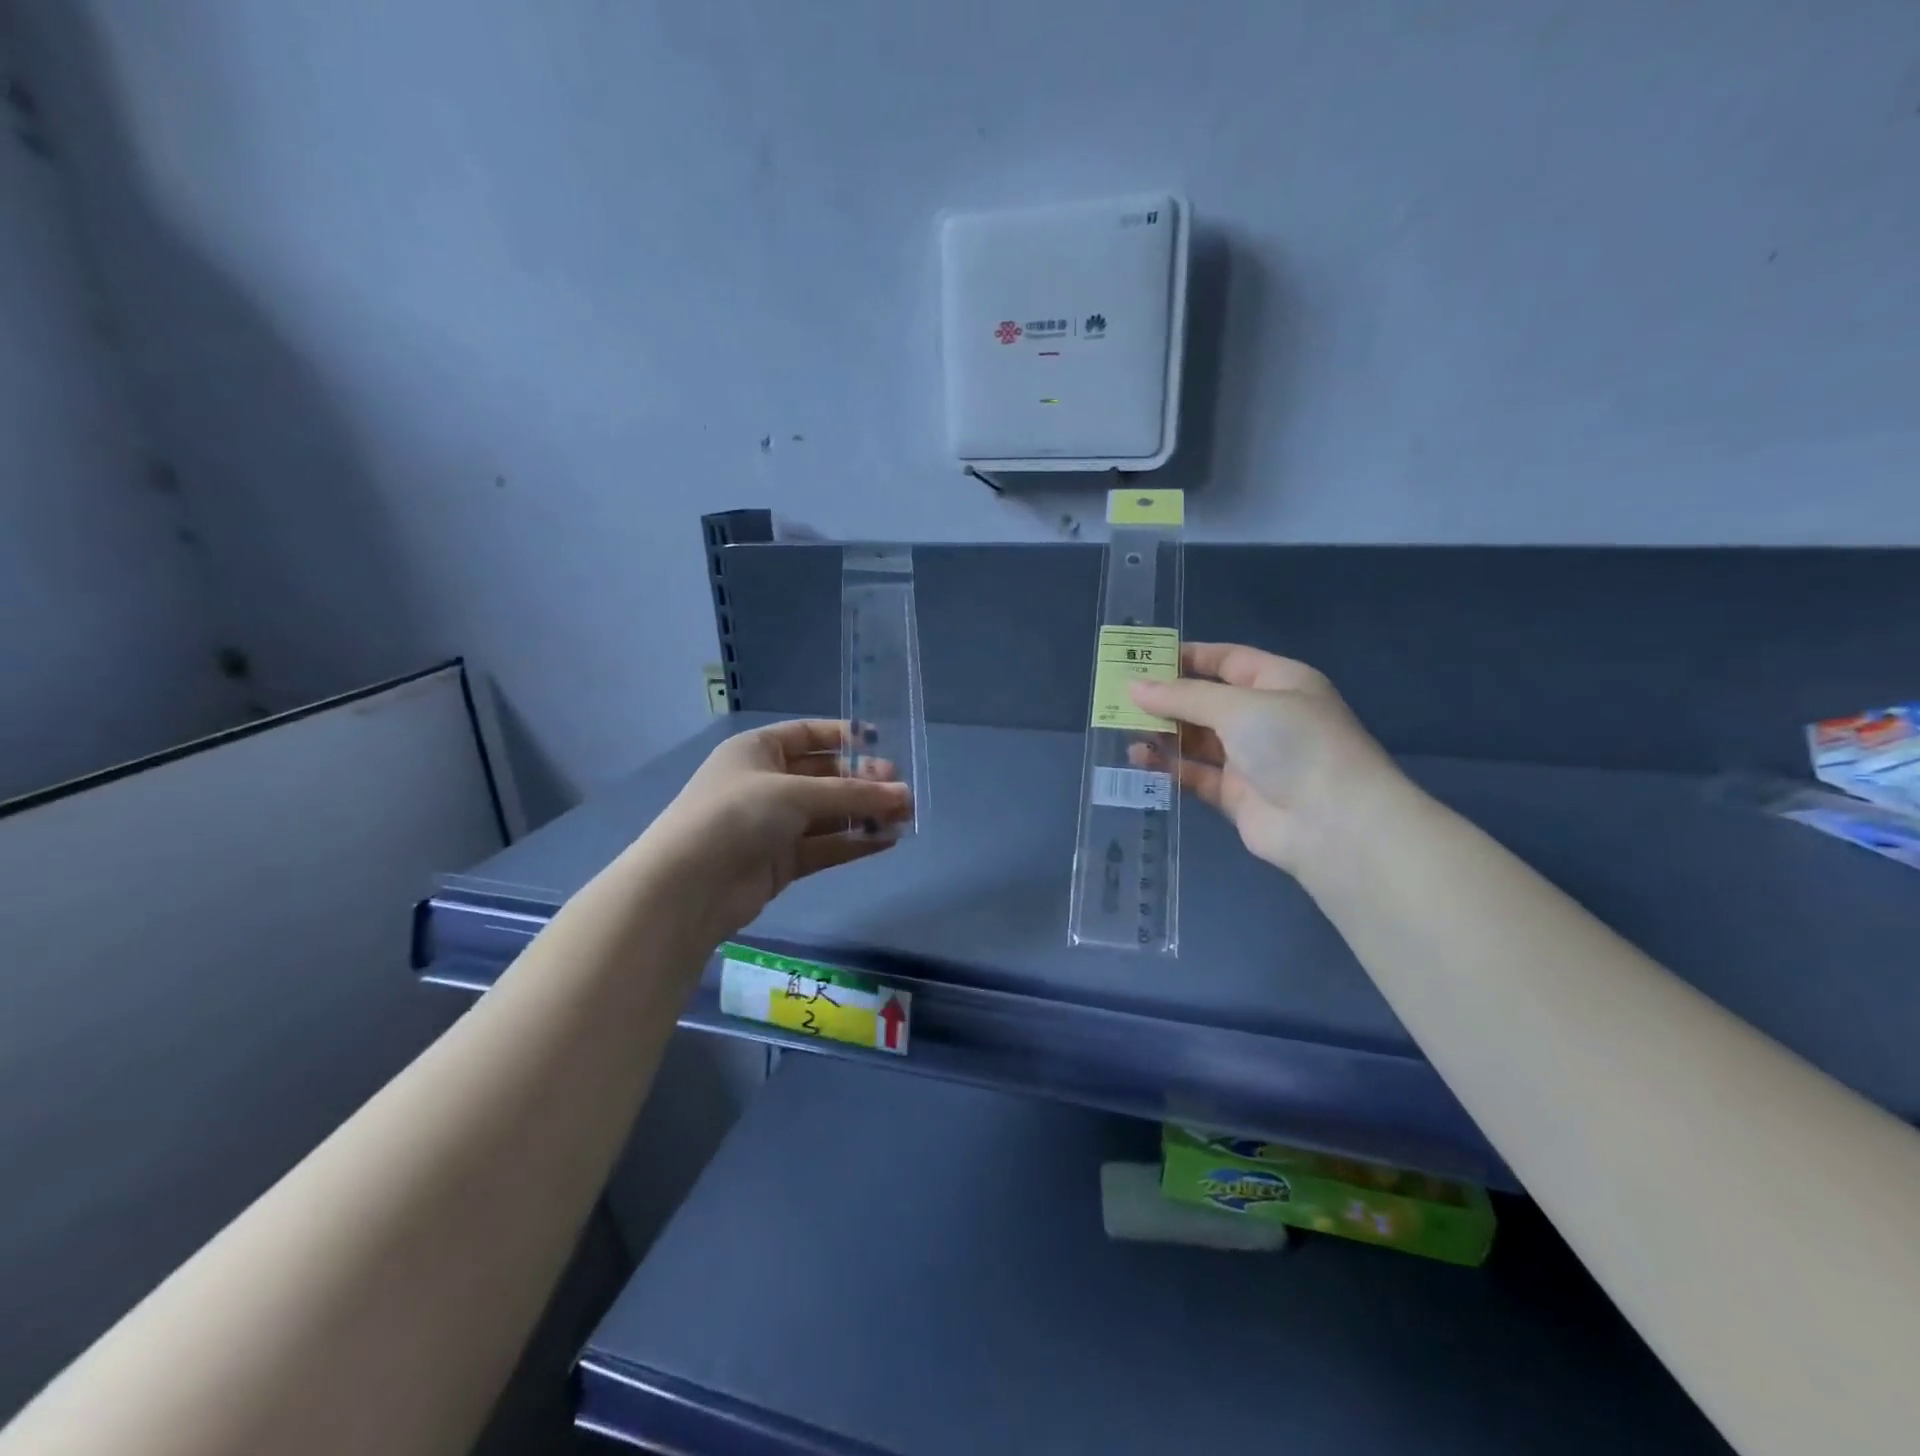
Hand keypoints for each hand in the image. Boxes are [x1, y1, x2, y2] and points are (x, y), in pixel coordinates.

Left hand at [642, 720, 912, 939]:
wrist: (688, 886)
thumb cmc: (737, 814)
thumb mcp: (796, 793)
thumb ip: (853, 795)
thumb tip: (904, 795)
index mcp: (757, 751)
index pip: (807, 735)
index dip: (843, 737)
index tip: (881, 743)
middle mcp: (766, 784)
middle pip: (824, 777)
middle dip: (863, 782)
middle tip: (900, 791)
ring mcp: (773, 825)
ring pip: (828, 814)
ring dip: (864, 814)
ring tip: (905, 816)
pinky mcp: (781, 862)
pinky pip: (825, 845)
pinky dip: (854, 842)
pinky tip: (887, 840)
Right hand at [1129, 643, 1399, 875]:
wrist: (1332, 823)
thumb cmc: (1292, 743)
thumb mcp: (1238, 706)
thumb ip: (1184, 696)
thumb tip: (1135, 687)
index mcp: (1278, 682)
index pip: (1227, 659)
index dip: (1188, 657)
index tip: (1143, 658)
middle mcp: (1264, 717)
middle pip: (1207, 700)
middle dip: (1166, 698)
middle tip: (1119, 696)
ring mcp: (1251, 758)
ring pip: (1197, 739)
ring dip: (1163, 733)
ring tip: (1123, 728)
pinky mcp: (1236, 795)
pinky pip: (1195, 774)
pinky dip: (1169, 766)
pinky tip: (1139, 758)